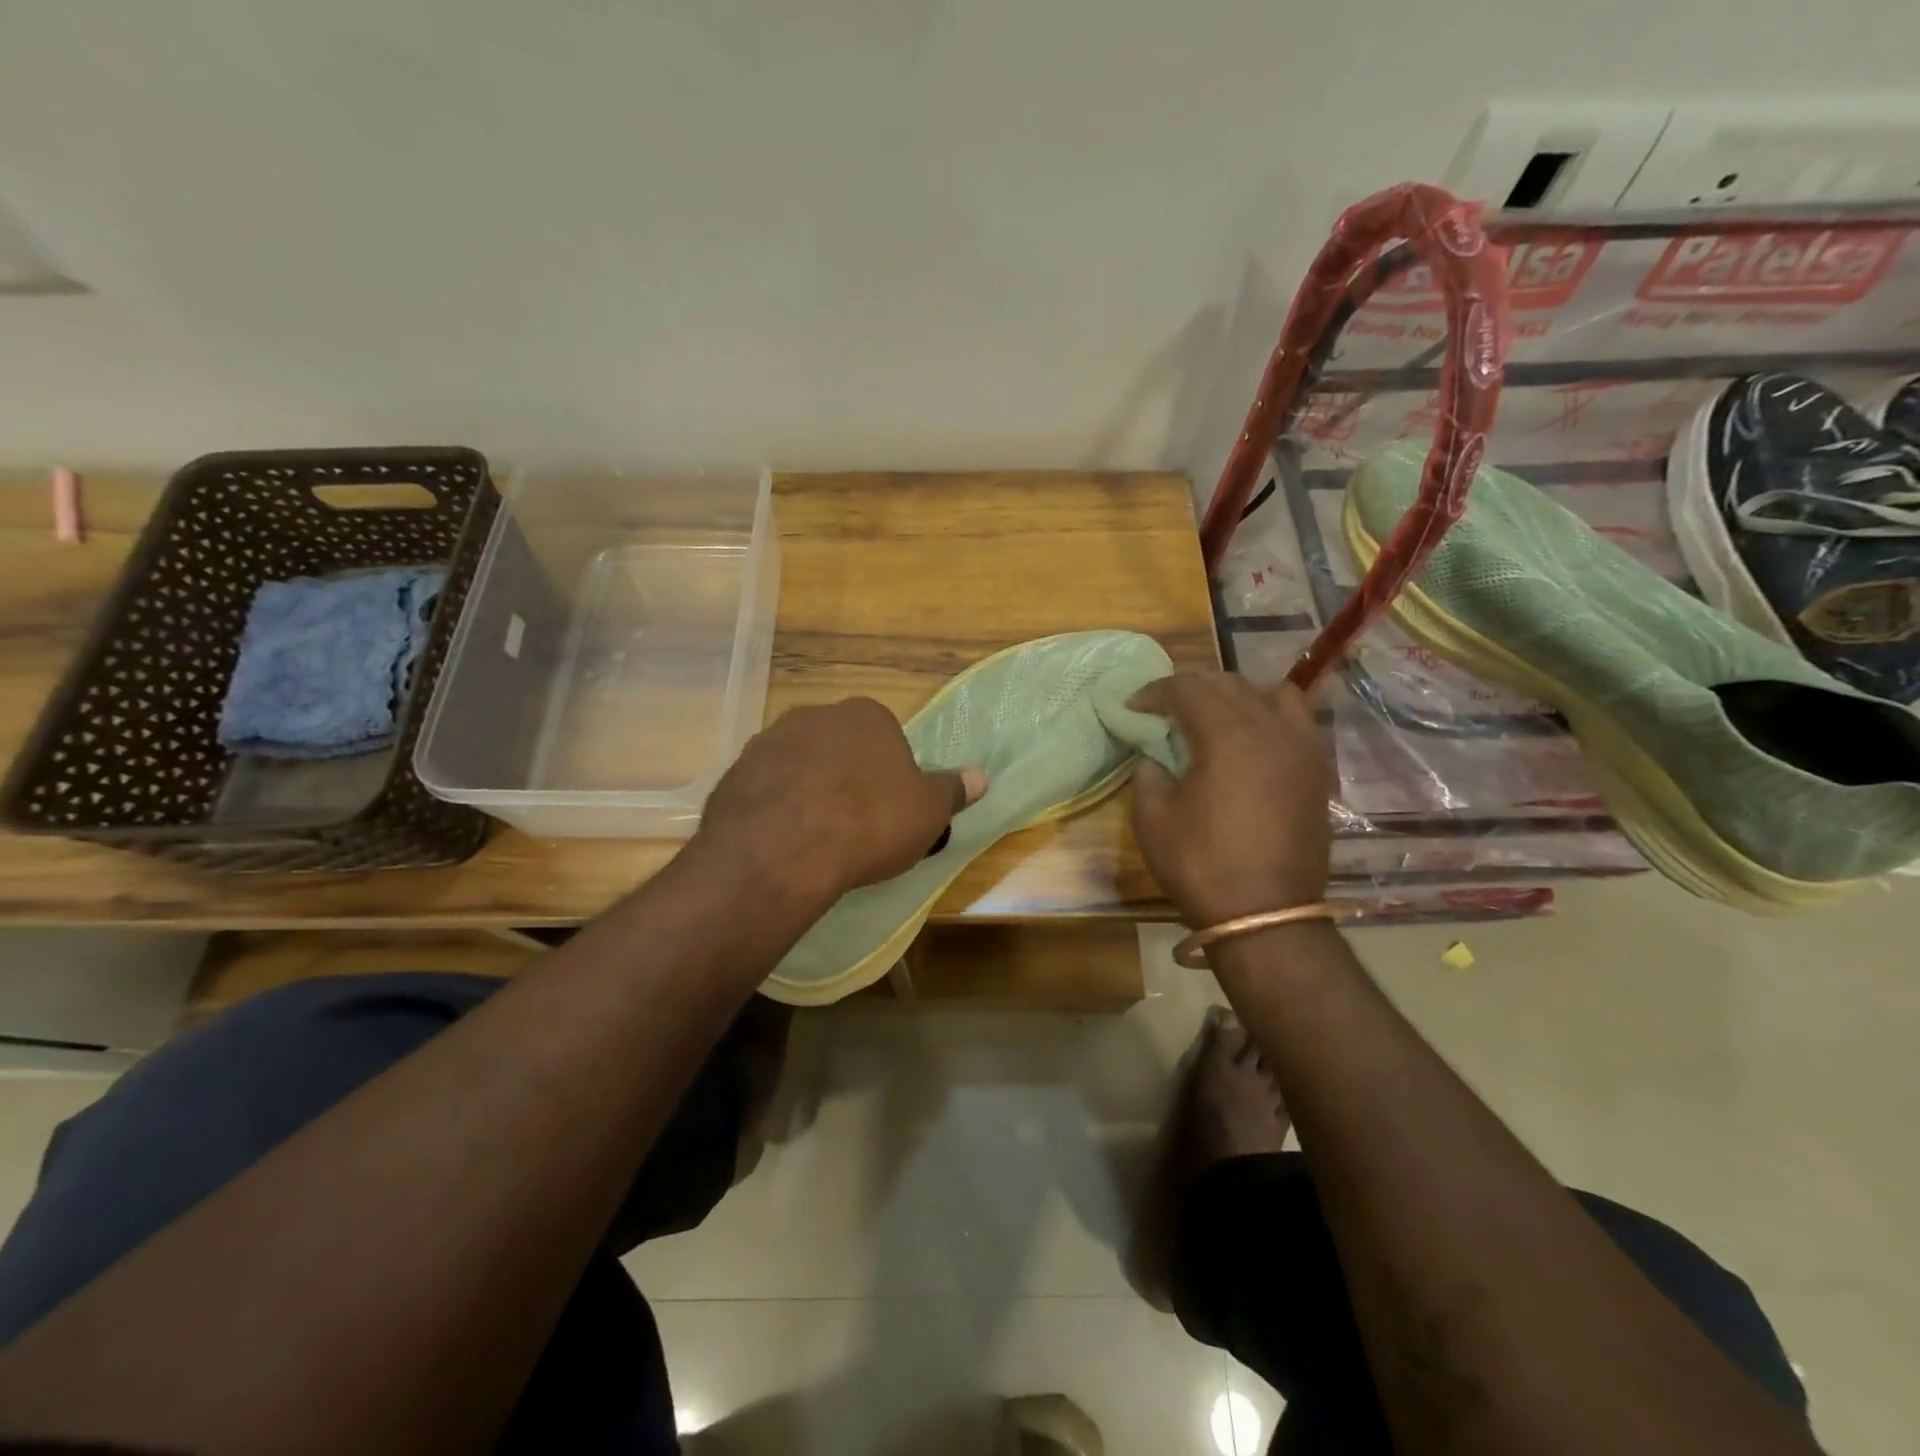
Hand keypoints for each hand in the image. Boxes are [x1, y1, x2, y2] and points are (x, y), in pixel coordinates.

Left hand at [696, 697, 986, 908]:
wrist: (784, 848)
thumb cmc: (870, 822)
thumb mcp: (928, 812)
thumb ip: (952, 790)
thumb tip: (981, 776)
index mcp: (866, 715)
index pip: (885, 736)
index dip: (890, 773)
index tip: (889, 809)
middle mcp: (815, 715)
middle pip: (839, 746)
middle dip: (847, 776)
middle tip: (854, 823)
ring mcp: (768, 741)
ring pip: (799, 765)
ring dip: (808, 790)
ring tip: (816, 838)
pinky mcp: (734, 772)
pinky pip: (765, 789)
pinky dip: (774, 808)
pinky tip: (782, 843)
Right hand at [1128, 673, 1331, 924]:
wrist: (1267, 915)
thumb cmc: (1202, 865)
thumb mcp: (1153, 819)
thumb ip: (1147, 774)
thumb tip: (1154, 757)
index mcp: (1227, 733)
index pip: (1187, 688)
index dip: (1154, 692)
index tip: (1133, 707)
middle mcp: (1270, 727)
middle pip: (1227, 683)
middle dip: (1190, 689)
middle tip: (1164, 711)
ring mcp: (1302, 746)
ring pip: (1270, 693)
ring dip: (1236, 696)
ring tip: (1215, 719)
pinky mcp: (1317, 770)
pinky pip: (1296, 721)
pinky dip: (1269, 716)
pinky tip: (1251, 743)